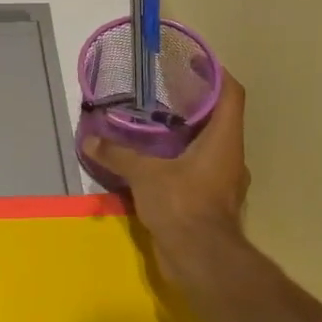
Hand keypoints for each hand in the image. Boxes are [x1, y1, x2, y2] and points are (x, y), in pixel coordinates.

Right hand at [83, 70, 252, 279]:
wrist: (201, 260)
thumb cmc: (183, 205)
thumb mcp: (145, 175)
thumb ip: (119, 155)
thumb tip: (90, 141)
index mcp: (224, 140)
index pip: (231, 95)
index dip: (216, 73)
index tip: (195, 61)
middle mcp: (230, 156)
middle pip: (219, 119)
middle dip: (195, 103)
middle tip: (163, 90)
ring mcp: (223, 181)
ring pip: (208, 146)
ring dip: (186, 134)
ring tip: (154, 123)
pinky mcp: (210, 201)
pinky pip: (197, 170)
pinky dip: (179, 161)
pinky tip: (154, 161)